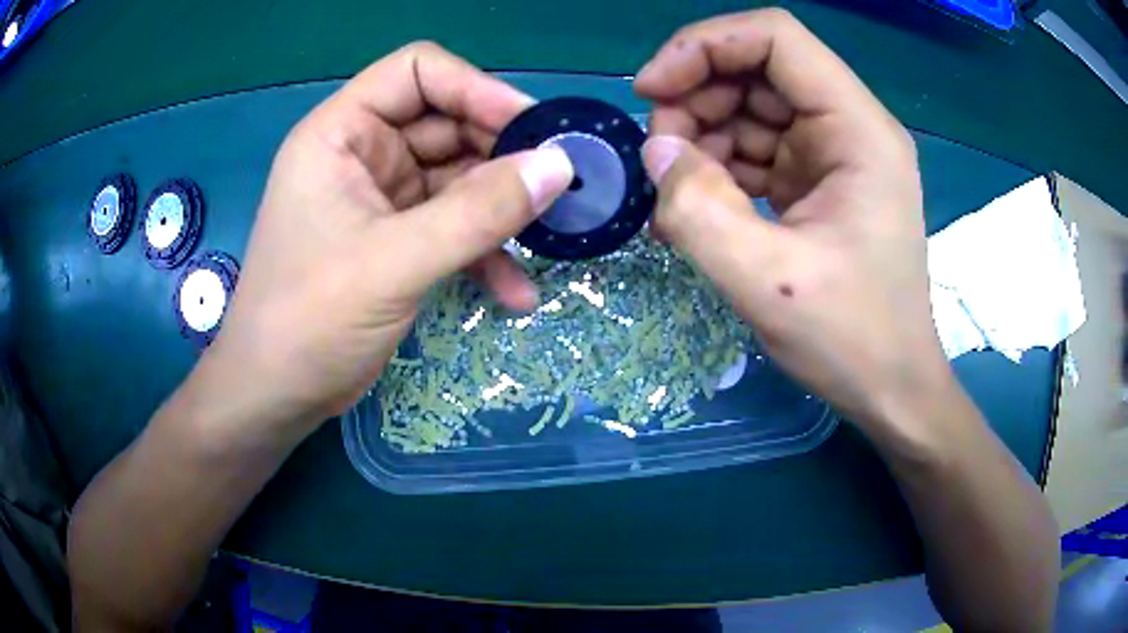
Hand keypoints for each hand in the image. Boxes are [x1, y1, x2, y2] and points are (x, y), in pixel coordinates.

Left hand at [194, 42, 572, 434]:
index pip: (417, 72)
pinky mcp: (396, 241)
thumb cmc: (309, 321)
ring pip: (458, 179)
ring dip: (502, 209)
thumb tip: (560, 166)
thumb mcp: (393, 262)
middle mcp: (363, 154)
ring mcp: (381, 199)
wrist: (277, 395)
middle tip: (560, 184)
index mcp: (342, 134)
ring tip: (551, 236)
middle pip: (447, 123)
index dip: (476, 88)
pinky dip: (485, 254)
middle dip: (503, 153)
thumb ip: (478, 212)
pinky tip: (517, 292)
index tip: (533, 128)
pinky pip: (453, 228)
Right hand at [634, 10, 949, 429]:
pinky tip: (696, 205)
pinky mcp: (818, 183)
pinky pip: (757, 149)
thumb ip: (698, 212)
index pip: (775, 37)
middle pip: (757, 68)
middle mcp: (850, 128)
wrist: (892, 389)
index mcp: (858, 130)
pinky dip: (719, 167)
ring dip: (703, 135)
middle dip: (696, 97)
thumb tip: (655, 152)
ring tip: (675, 190)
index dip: (704, 47)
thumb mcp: (768, 283)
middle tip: (659, 156)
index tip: (650, 92)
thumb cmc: (852, 340)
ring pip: (751, 107)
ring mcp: (834, 155)